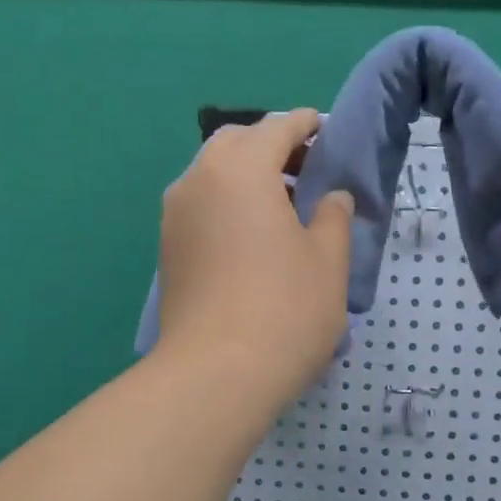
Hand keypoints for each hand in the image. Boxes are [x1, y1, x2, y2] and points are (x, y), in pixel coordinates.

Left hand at [156, 108, 353, 405]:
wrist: (215, 375)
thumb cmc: (285, 309)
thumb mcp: (328, 260)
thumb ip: (333, 216)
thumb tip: (330, 197)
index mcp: (240, 169)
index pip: (277, 128)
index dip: (306, 125)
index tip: (326, 132)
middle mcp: (198, 180)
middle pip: (236, 145)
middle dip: (272, 148)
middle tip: (307, 173)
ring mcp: (175, 217)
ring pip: (213, 176)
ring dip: (248, 178)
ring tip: (285, 209)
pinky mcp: (168, 250)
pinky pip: (202, 208)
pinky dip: (229, 205)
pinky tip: (254, 238)